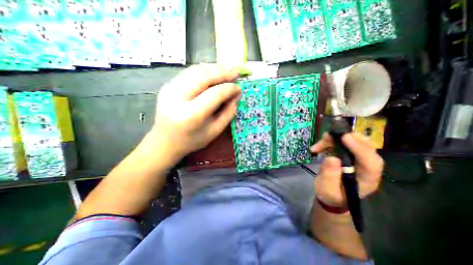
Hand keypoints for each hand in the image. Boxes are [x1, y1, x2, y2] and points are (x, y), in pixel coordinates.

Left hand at [148, 64, 239, 165]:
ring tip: (227, 72)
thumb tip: (236, 95)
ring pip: (196, 71)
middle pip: (203, 77)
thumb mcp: (215, 131)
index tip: (239, 88)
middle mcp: (177, 98)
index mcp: (190, 115)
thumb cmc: (192, 140)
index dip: (229, 89)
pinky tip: (214, 74)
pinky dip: (204, 71)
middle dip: (223, 73)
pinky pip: (189, 73)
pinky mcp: (167, 86)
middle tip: (236, 73)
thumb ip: (228, 113)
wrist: (164, 141)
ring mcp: (169, 89)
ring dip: (214, 69)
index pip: (214, 94)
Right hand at [311, 132, 383, 206]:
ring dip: (336, 139)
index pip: (372, 162)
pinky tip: (318, 147)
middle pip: (368, 147)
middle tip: (333, 134)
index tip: (344, 137)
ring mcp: (358, 159)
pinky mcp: (349, 155)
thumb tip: (332, 158)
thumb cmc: (331, 194)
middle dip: (351, 137)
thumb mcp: (327, 188)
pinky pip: (343, 143)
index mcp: (367, 179)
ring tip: (321, 142)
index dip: (360, 148)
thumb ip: (330, 175)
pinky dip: (330, 141)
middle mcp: (366, 167)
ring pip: (355, 141)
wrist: (331, 195)